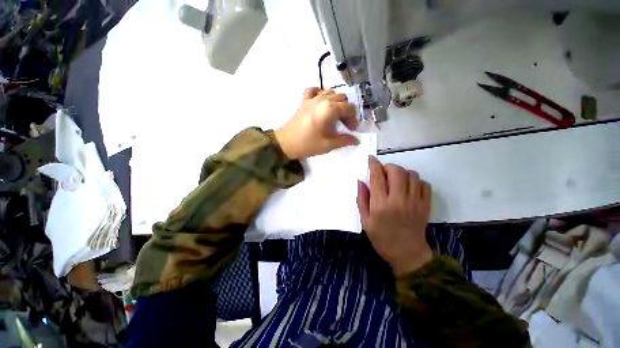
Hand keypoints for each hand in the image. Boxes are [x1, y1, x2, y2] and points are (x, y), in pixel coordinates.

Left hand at [274, 87, 358, 159]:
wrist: (286, 143)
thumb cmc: (307, 144)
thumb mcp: (328, 145)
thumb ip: (344, 140)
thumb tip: (356, 140)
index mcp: (330, 109)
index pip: (349, 108)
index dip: (353, 119)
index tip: (351, 129)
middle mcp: (322, 99)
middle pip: (342, 98)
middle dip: (346, 110)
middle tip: (343, 124)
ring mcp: (312, 98)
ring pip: (330, 92)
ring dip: (336, 102)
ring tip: (334, 115)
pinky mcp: (304, 101)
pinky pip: (314, 90)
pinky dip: (320, 93)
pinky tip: (321, 102)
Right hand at [357, 156, 432, 276]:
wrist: (407, 254)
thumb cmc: (382, 238)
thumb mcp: (365, 221)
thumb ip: (362, 199)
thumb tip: (361, 181)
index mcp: (381, 204)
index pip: (377, 177)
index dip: (374, 164)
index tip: (371, 159)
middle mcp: (398, 200)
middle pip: (396, 171)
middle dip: (388, 166)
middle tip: (383, 172)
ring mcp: (414, 202)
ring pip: (411, 175)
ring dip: (402, 172)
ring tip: (396, 179)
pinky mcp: (426, 205)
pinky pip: (424, 184)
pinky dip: (416, 181)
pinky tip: (409, 187)